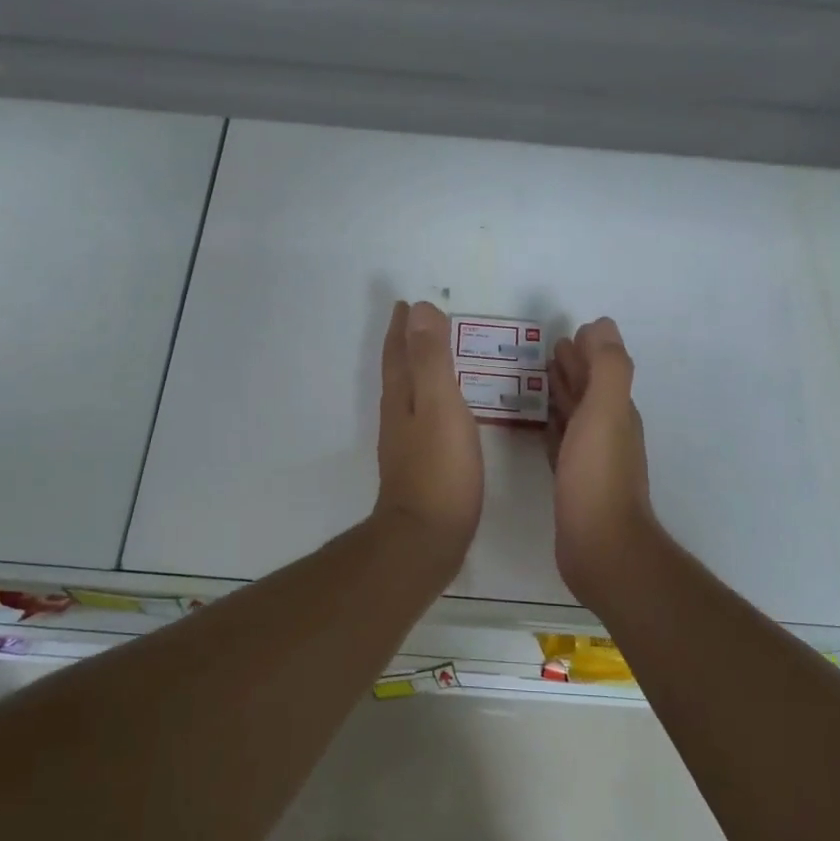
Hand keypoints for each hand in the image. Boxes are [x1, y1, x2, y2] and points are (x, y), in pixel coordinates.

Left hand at [373, 300, 483, 569]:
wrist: (426, 537)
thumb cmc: (439, 469)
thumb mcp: (439, 404)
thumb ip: (431, 358)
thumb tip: (419, 307)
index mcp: (402, 397)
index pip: (399, 352)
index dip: (403, 327)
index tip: (405, 303)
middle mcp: (398, 416)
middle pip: (398, 371)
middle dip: (405, 345)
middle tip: (414, 322)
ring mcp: (406, 443)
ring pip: (408, 394)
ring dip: (415, 370)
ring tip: (430, 357)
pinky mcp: (420, 466)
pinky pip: (422, 417)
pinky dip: (429, 400)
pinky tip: (441, 412)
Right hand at [547, 317, 657, 594]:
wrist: (600, 545)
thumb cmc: (598, 475)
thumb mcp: (606, 412)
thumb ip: (608, 367)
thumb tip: (602, 326)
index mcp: (616, 411)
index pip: (601, 371)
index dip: (586, 351)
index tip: (566, 333)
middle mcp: (607, 431)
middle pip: (589, 391)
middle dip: (573, 369)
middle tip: (548, 350)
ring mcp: (591, 460)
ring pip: (575, 416)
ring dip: (562, 395)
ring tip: (540, 379)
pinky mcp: (572, 483)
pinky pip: (562, 444)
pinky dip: (554, 428)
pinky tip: (542, 426)